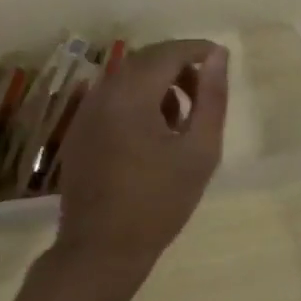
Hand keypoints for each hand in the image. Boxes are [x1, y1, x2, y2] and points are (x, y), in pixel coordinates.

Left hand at [53, 39, 228, 284]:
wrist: (101, 250)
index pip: (169, 52)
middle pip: (146, 60)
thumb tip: (219, 55)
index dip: (198, 50)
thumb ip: (212, 98)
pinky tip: (154, 134)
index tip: (221, 60)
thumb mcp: (199, 151)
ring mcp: (86, 112)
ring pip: (127, 78)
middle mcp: (103, 93)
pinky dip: (137, 101)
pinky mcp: (79, 131)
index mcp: (131, 94)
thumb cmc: (159, 202)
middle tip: (206, 92)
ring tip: (183, 118)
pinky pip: (112, 99)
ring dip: (158, 84)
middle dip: (179, 67)